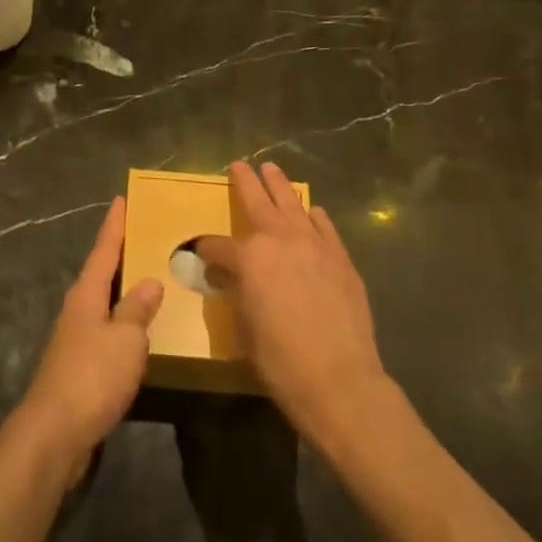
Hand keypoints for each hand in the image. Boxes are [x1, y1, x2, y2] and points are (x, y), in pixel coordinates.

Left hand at [7, 197, 162, 481]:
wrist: (54, 435)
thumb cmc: (91, 378)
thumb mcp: (124, 339)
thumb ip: (137, 309)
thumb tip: (150, 282)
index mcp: (86, 295)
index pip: (103, 250)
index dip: (114, 225)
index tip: (122, 199)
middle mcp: (78, 311)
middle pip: (101, 274)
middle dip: (121, 254)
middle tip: (146, 234)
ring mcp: (76, 339)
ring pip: (105, 304)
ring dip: (125, 290)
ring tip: (152, 278)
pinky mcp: (80, 367)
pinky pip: (108, 332)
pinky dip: (125, 323)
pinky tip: (141, 331)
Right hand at [197, 161, 388, 442]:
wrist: (338, 377)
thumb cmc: (279, 358)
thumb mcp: (243, 327)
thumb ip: (235, 292)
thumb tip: (229, 276)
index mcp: (249, 256)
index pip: (217, 246)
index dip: (206, 250)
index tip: (201, 254)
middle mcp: (280, 239)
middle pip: (258, 201)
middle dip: (246, 182)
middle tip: (239, 164)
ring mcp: (314, 244)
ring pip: (293, 204)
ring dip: (280, 186)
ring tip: (272, 170)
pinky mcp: (340, 258)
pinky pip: (324, 226)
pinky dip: (314, 216)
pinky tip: (312, 211)